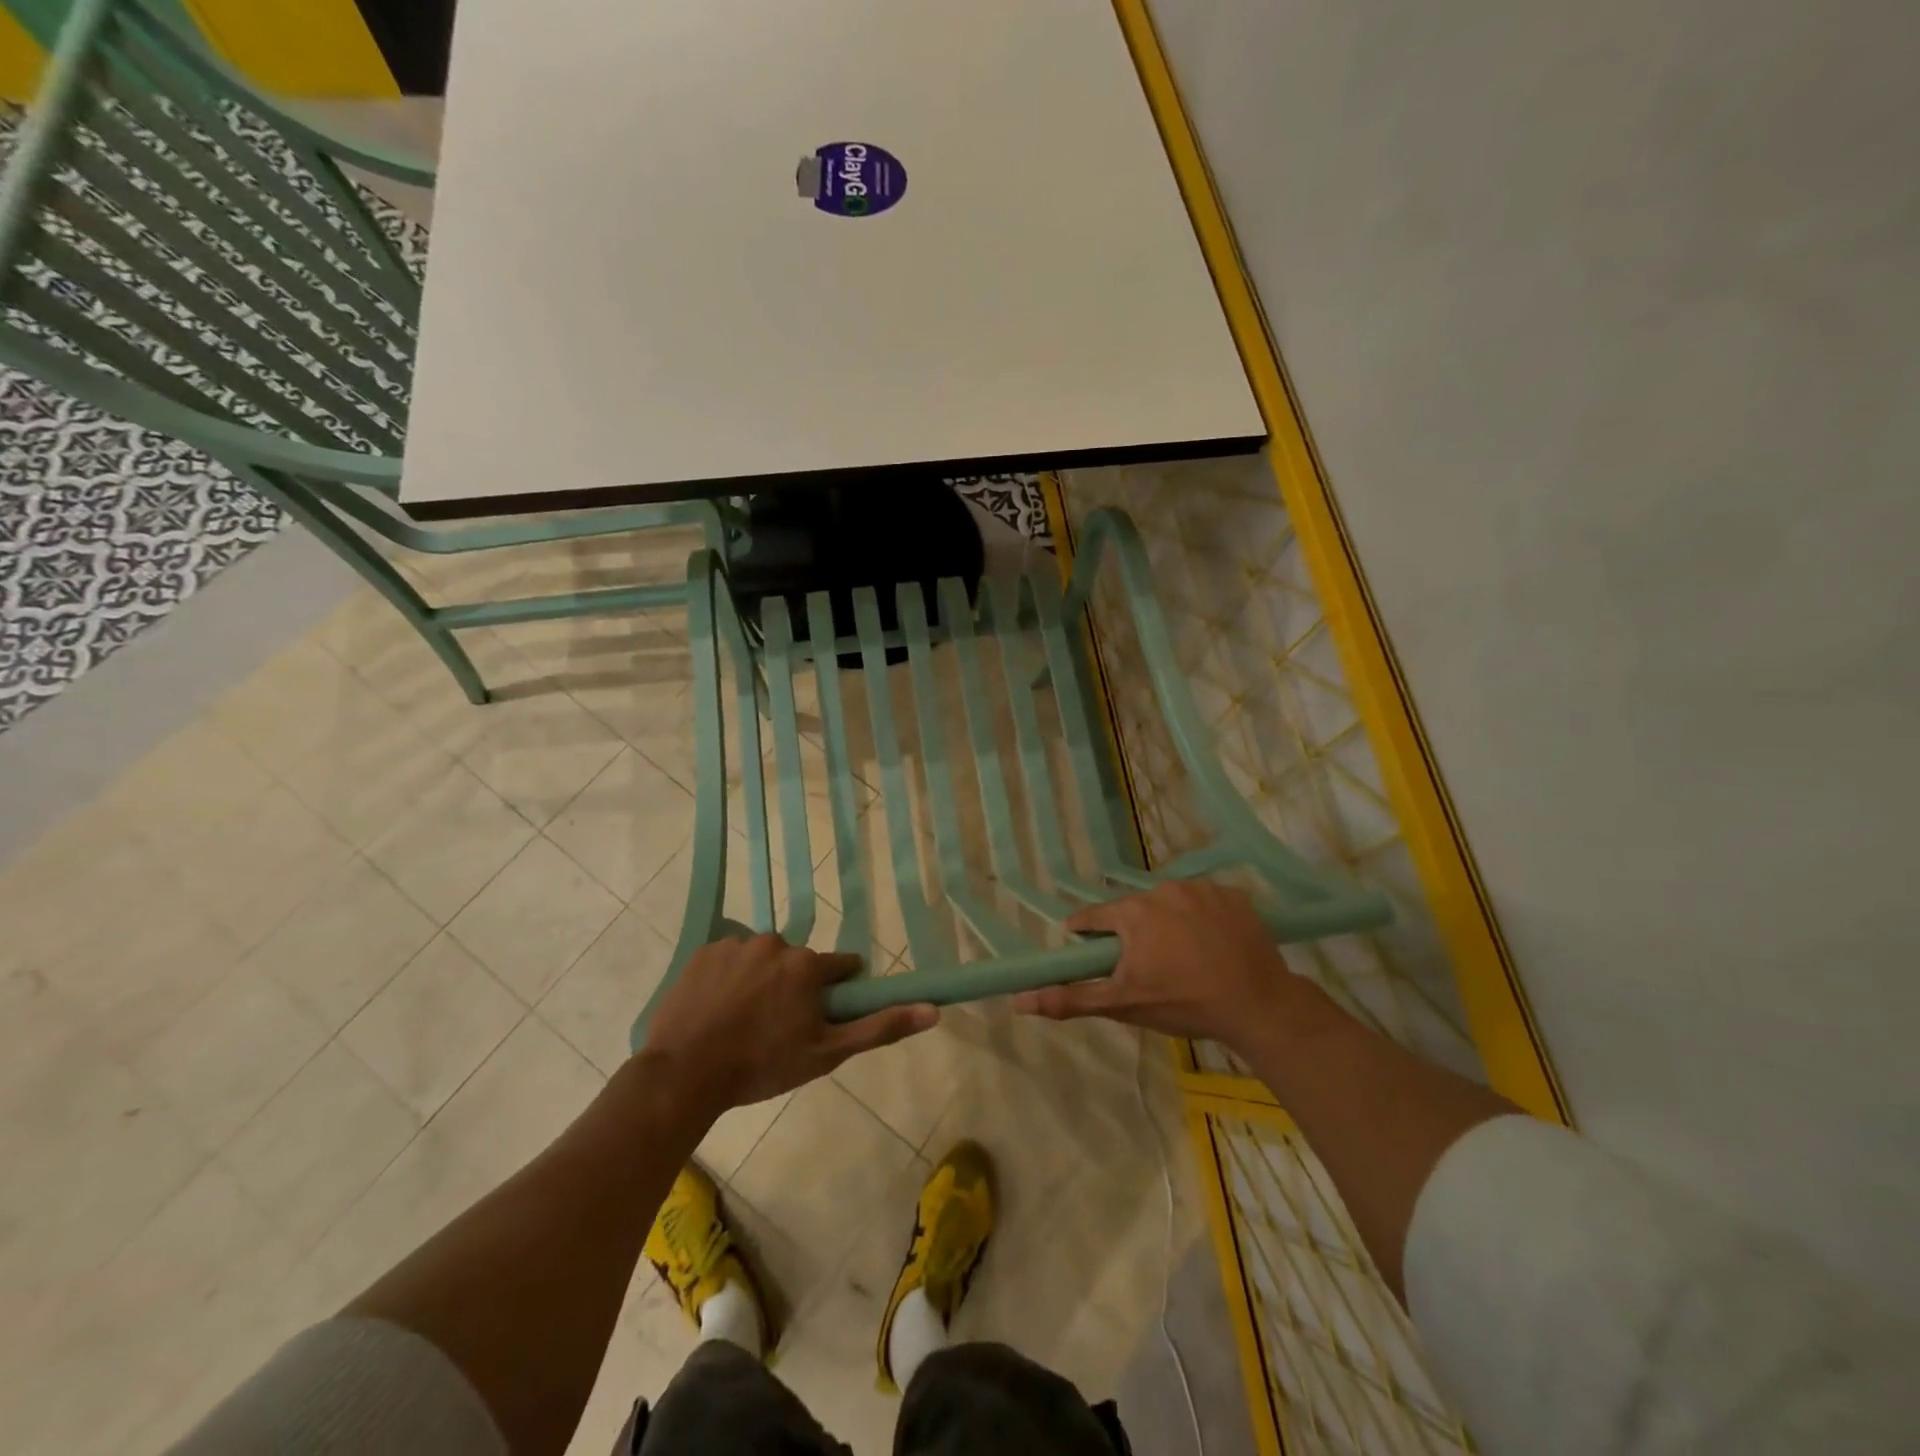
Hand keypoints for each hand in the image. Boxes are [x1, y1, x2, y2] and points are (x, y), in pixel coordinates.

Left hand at [640, 934, 936, 1115]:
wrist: (685, 1073)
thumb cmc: (762, 1065)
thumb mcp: (826, 1053)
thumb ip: (879, 1027)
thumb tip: (932, 1010)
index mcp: (807, 964)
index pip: (840, 967)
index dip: (836, 991)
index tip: (820, 1016)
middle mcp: (775, 942)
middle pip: (798, 962)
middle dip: (794, 987)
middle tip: (776, 1027)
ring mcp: (735, 944)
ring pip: (762, 959)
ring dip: (760, 980)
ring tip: (742, 1021)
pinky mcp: (703, 951)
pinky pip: (729, 958)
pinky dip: (729, 978)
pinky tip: (717, 1009)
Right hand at [1013, 881, 1311, 1046]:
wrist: (1257, 1005)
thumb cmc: (1183, 1003)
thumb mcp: (1123, 1005)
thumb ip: (1070, 998)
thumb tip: (1019, 1000)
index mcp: (1132, 912)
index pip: (1094, 917)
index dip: (1085, 933)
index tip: (1086, 948)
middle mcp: (1162, 889)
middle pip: (1133, 909)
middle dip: (1132, 932)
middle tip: (1144, 964)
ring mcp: (1202, 888)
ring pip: (1170, 903)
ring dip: (1168, 923)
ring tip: (1181, 956)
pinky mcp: (1234, 896)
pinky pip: (1206, 903)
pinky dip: (1203, 919)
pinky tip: (1211, 945)